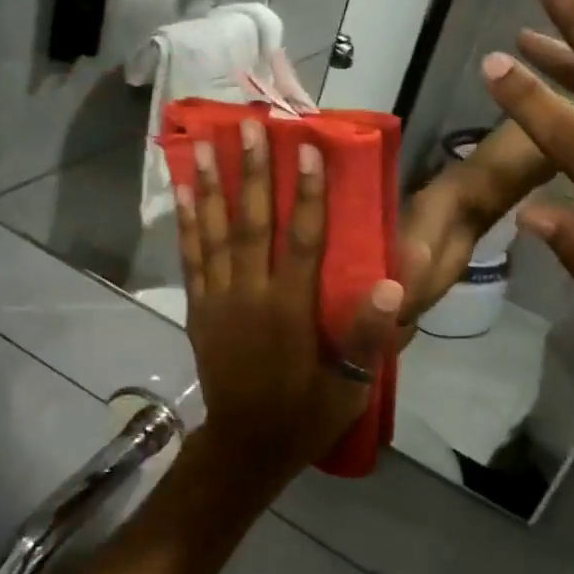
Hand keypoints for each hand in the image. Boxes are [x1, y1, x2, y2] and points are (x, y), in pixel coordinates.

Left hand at [175, 119, 403, 495]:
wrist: (245, 448)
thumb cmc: (304, 415)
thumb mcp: (349, 388)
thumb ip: (367, 336)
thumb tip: (390, 285)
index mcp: (289, 310)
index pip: (301, 239)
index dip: (306, 191)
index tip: (305, 148)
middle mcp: (249, 294)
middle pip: (251, 223)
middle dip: (252, 171)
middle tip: (248, 125)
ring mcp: (218, 299)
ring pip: (214, 232)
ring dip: (211, 186)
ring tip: (206, 143)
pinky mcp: (199, 309)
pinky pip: (191, 258)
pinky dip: (187, 224)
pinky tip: (183, 193)